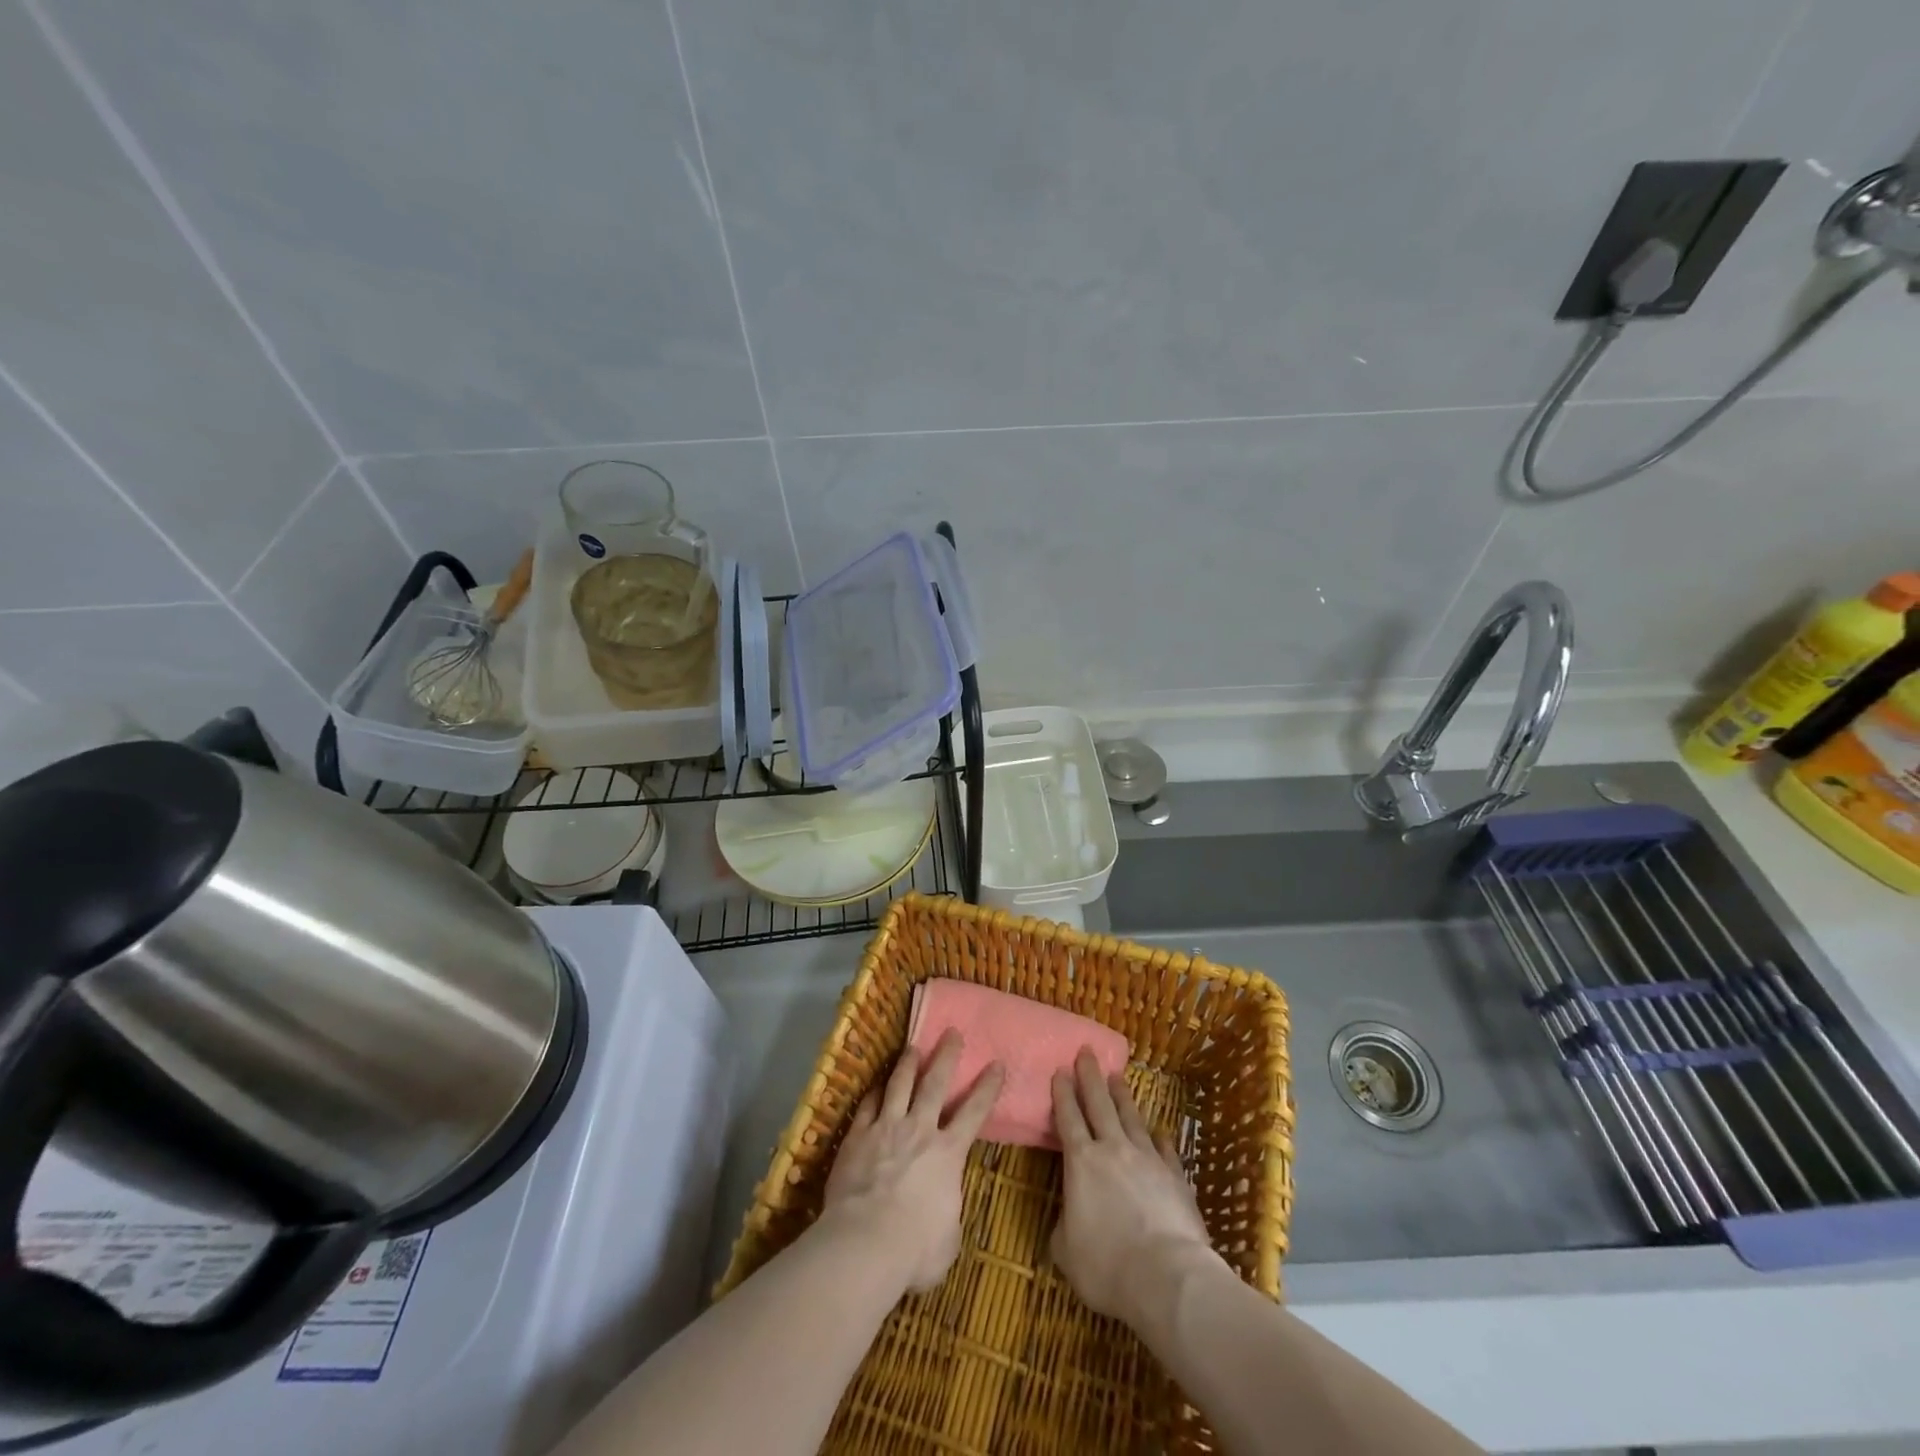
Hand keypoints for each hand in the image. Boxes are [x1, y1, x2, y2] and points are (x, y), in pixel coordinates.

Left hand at [822, 1030, 1004, 1293]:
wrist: (866, 1242)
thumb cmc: (915, 1249)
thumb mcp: (948, 1240)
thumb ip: (949, 1215)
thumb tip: (944, 1212)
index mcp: (948, 1153)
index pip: (974, 1112)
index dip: (987, 1087)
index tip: (997, 1064)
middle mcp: (920, 1130)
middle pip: (935, 1083)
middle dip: (946, 1056)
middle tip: (952, 1033)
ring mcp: (887, 1128)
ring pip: (900, 1084)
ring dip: (908, 1063)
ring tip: (913, 1046)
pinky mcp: (857, 1136)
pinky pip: (868, 1106)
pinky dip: (874, 1093)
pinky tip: (876, 1086)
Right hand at [1051, 1051, 1213, 1328]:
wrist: (1168, 1278)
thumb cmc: (1107, 1266)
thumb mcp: (1066, 1251)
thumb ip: (1064, 1227)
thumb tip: (1069, 1219)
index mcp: (1081, 1162)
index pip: (1068, 1118)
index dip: (1063, 1093)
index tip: (1060, 1069)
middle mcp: (1113, 1150)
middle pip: (1099, 1104)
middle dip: (1090, 1076)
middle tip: (1087, 1052)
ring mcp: (1148, 1160)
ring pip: (1132, 1118)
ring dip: (1123, 1096)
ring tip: (1118, 1076)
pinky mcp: (1176, 1177)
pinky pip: (1165, 1150)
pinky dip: (1160, 1139)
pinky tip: (1159, 1132)